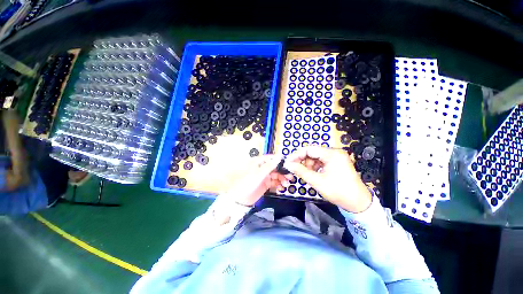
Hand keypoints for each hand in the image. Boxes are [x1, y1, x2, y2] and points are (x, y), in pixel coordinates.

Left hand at [225, 154, 292, 206]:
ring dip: (282, 179)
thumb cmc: (248, 183)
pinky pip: (274, 182)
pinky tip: (282, 188)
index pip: (272, 158)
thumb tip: (280, 156)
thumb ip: (270, 165)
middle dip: (283, 172)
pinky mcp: (266, 184)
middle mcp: (263, 168)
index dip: (280, 161)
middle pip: (275, 167)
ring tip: (286, 184)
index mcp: (259, 162)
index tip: (289, 164)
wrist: (241, 199)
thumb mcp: (259, 174)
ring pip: (276, 175)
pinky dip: (279, 184)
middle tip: (290, 177)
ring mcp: (264, 176)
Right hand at [284, 146, 371, 212]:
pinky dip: (315, 166)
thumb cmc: (338, 191)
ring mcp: (337, 157)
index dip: (296, 155)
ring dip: (309, 164)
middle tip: (296, 170)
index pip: (309, 149)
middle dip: (303, 161)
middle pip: (313, 152)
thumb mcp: (317, 181)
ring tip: (307, 174)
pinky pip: (322, 161)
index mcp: (332, 154)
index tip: (288, 162)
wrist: (358, 203)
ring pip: (316, 157)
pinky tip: (314, 174)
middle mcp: (335, 152)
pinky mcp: (338, 162)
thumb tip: (287, 164)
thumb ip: (301, 171)